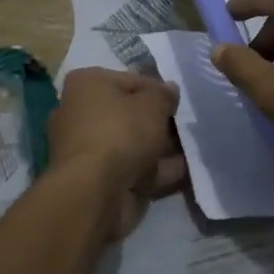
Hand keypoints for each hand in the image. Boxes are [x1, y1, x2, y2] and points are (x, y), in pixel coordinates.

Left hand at [47, 68, 185, 240]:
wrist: (94, 192)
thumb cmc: (120, 132)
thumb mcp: (152, 105)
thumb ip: (164, 95)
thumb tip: (170, 90)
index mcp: (86, 85)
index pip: (130, 81)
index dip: (158, 90)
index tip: (179, 102)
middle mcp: (80, 113)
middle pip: (130, 114)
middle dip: (159, 122)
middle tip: (187, 126)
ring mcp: (88, 149)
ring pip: (133, 144)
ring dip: (161, 148)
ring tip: (193, 149)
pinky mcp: (97, 180)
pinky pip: (133, 169)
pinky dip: (157, 170)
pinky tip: (186, 171)